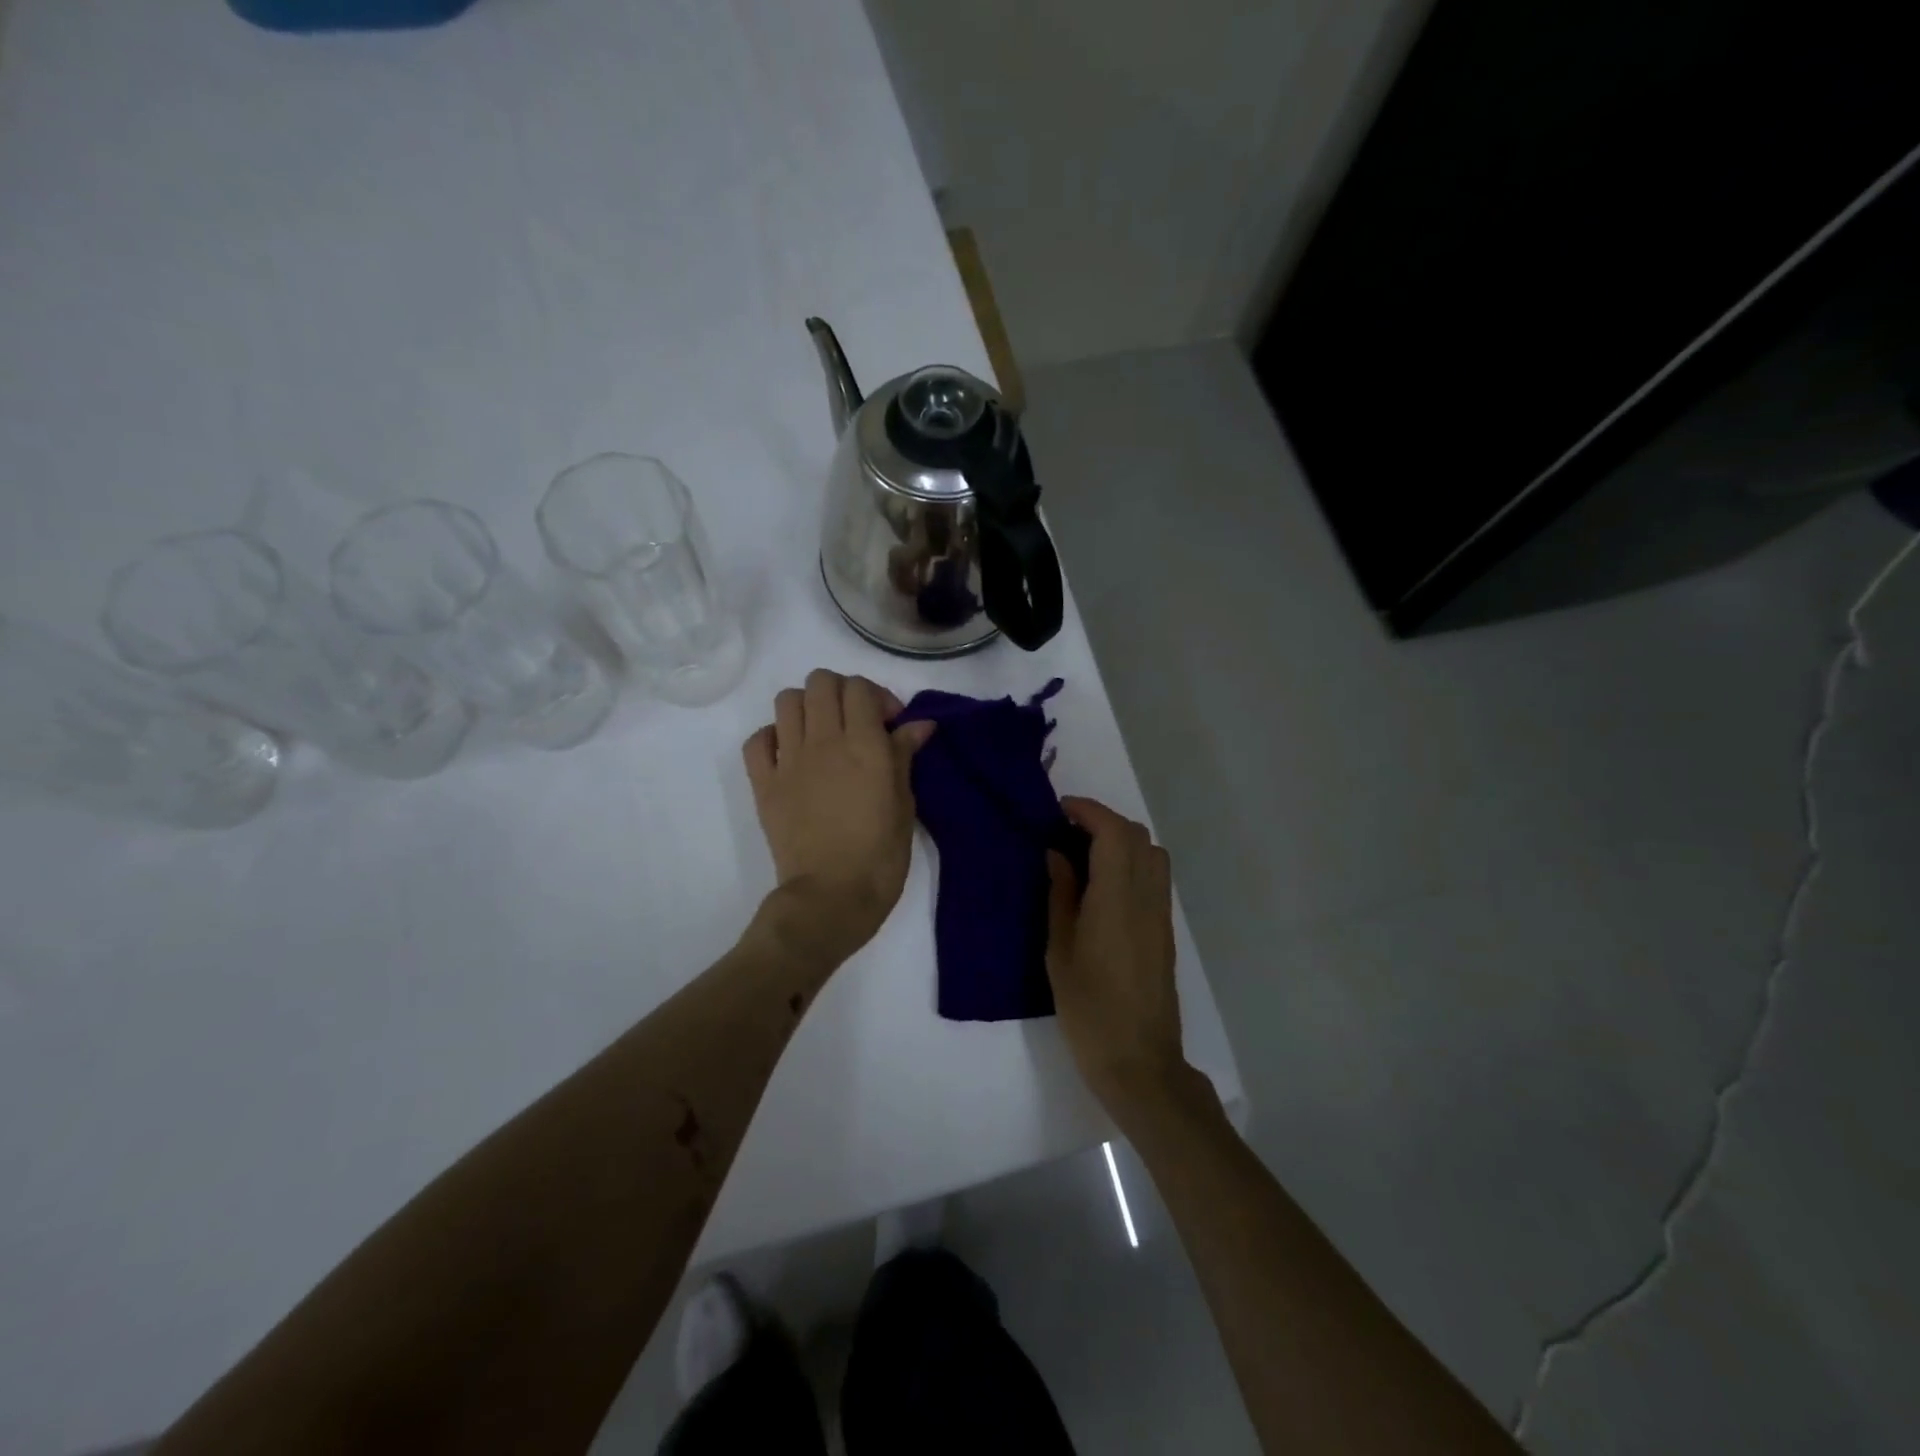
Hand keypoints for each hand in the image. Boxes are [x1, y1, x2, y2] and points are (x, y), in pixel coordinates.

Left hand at [742, 670, 934, 967]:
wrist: (832, 896)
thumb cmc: (880, 854)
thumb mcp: (904, 803)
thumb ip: (905, 756)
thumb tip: (919, 724)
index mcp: (863, 745)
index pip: (860, 688)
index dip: (877, 697)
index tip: (890, 724)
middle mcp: (823, 741)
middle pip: (821, 682)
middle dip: (842, 693)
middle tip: (857, 722)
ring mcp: (788, 760)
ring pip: (787, 700)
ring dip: (808, 707)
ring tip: (823, 734)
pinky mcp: (763, 783)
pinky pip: (757, 740)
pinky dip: (773, 736)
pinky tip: (790, 754)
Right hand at [1046, 797, 1193, 1121]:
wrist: (1139, 1061)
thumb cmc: (1089, 1009)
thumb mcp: (1060, 950)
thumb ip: (1061, 895)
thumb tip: (1057, 854)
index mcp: (1117, 898)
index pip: (1113, 832)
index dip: (1088, 811)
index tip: (1059, 810)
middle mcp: (1146, 897)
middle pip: (1136, 836)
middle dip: (1103, 821)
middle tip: (1066, 830)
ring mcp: (1160, 913)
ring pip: (1151, 853)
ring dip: (1121, 840)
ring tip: (1084, 854)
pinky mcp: (1164, 930)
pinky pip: (1154, 876)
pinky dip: (1131, 862)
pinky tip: (1103, 883)